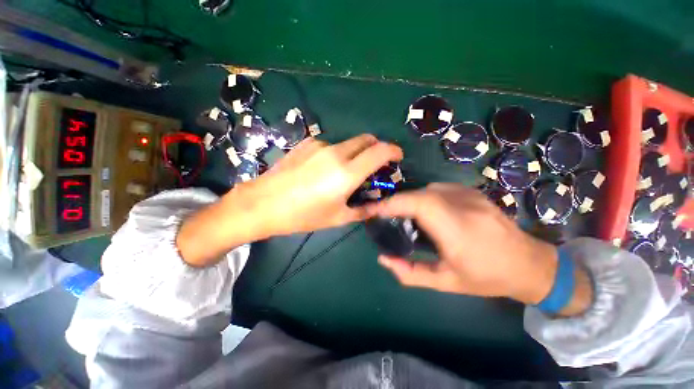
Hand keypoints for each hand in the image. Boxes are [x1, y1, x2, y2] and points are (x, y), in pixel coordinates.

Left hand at [177, 135, 402, 265]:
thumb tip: (377, 205)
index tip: (397, 157)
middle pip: (366, 140)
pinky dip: (337, 154)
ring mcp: (320, 145)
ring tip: (344, 173)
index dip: (394, 151)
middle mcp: (336, 153)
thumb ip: (363, 210)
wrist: (262, 203)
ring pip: (348, 143)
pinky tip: (323, 169)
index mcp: (347, 173)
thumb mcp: (337, 218)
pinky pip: (331, 145)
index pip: (380, 152)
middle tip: (374, 165)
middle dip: (376, 148)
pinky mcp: (307, 143)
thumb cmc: (302, 215)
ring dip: (355, 153)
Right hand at [368, 184, 590, 313]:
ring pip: (427, 189)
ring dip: (409, 200)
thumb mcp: (446, 283)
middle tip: (384, 215)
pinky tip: (425, 212)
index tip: (373, 211)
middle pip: (419, 194)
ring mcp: (470, 195)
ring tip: (403, 216)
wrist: (530, 264)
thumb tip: (383, 259)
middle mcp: (464, 207)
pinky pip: (438, 189)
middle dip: (396, 202)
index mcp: (458, 231)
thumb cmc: (487, 278)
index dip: (392, 204)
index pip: (419, 205)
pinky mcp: (472, 191)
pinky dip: (423, 197)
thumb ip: (410, 273)